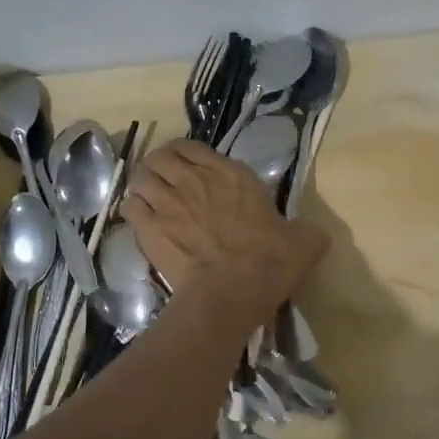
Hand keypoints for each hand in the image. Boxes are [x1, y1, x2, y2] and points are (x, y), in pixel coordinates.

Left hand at [122, 140, 328, 325]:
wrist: (231, 292)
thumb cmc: (269, 262)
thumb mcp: (305, 241)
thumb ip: (306, 230)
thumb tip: (310, 233)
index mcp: (231, 174)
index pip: (193, 147)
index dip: (185, 153)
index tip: (188, 167)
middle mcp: (194, 179)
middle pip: (160, 156)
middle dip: (158, 165)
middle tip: (164, 180)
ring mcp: (167, 202)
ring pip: (140, 177)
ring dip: (143, 184)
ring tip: (149, 197)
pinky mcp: (148, 227)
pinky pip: (129, 205)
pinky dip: (133, 208)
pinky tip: (140, 218)